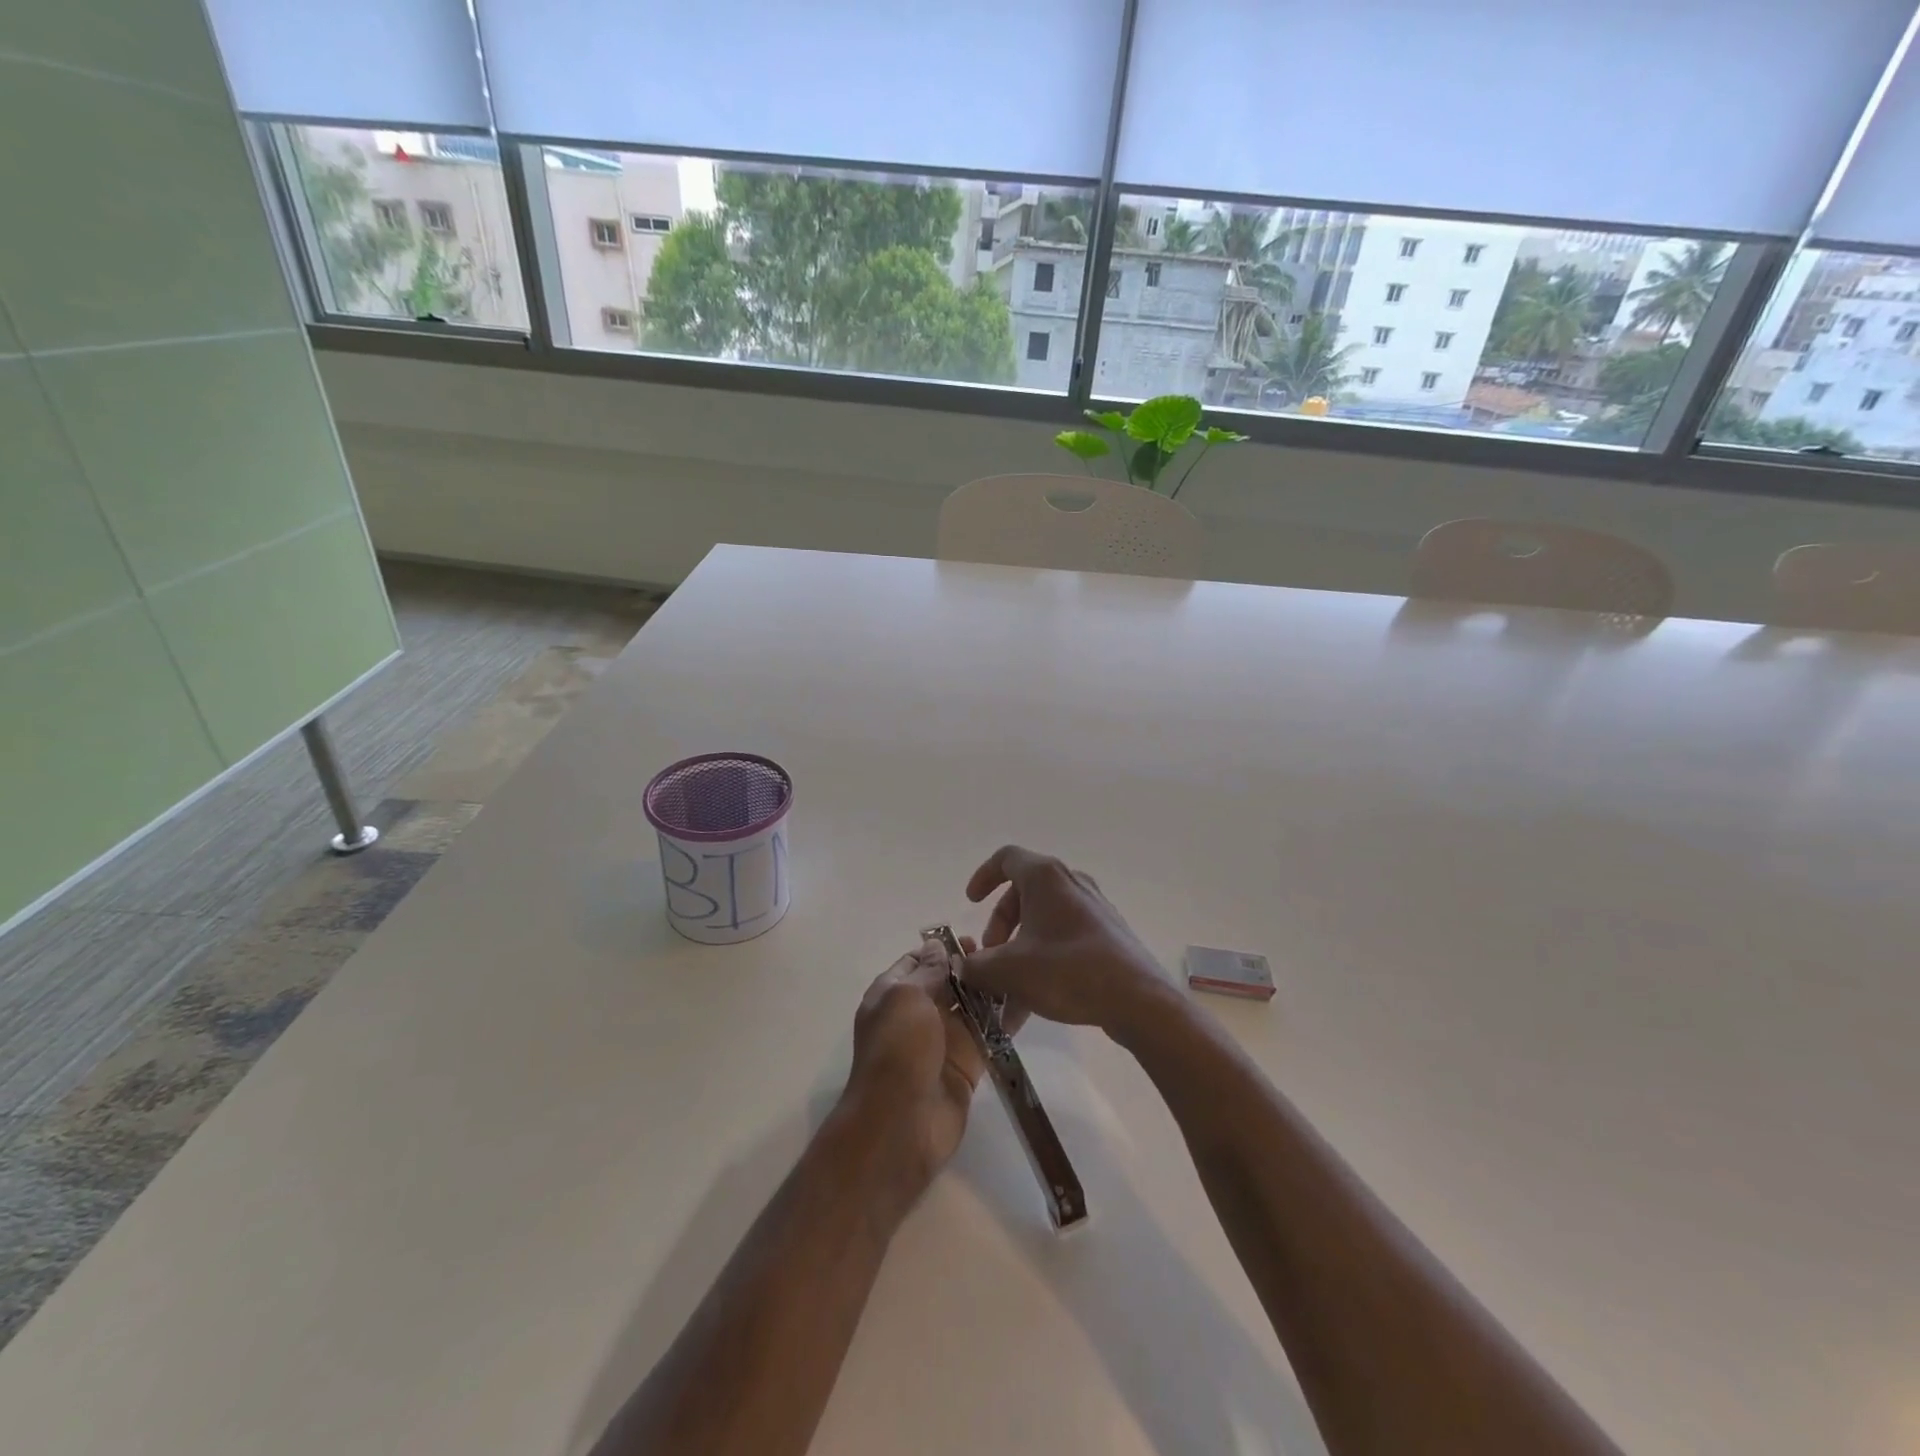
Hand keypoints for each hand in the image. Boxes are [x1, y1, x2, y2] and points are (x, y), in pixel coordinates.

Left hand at [843, 937, 1007, 1201]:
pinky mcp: (967, 1063)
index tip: (973, 938)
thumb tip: (938, 946)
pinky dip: (1003, 1020)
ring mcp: (943, 1039)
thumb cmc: (898, 1049)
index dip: (941, 948)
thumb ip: (927, 970)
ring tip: (1020, 971)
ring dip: (990, 990)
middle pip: (947, 982)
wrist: (901, 1123)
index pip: (917, 961)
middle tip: (1003, 953)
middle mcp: (917, 1014)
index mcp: (893, 994)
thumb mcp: (906, 997)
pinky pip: (988, 1034)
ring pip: (971, 1006)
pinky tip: (1026, 1001)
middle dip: (971, 966)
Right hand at [961, 845, 1169, 1039]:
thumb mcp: (1010, 970)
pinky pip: (1062, 943)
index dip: (983, 876)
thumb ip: (977, 966)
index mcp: (1045, 878)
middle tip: (989, 961)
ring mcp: (1092, 911)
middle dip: (999, 931)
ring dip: (1016, 958)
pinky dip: (1040, 967)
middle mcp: (1070, 884)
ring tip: (1004, 1002)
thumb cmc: (1068, 970)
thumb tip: (963, 966)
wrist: (1138, 1000)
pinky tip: (1028, 1010)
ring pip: (1041, 926)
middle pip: (1021, 897)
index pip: (1006, 858)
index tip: (970, 903)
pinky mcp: (1106, 937)